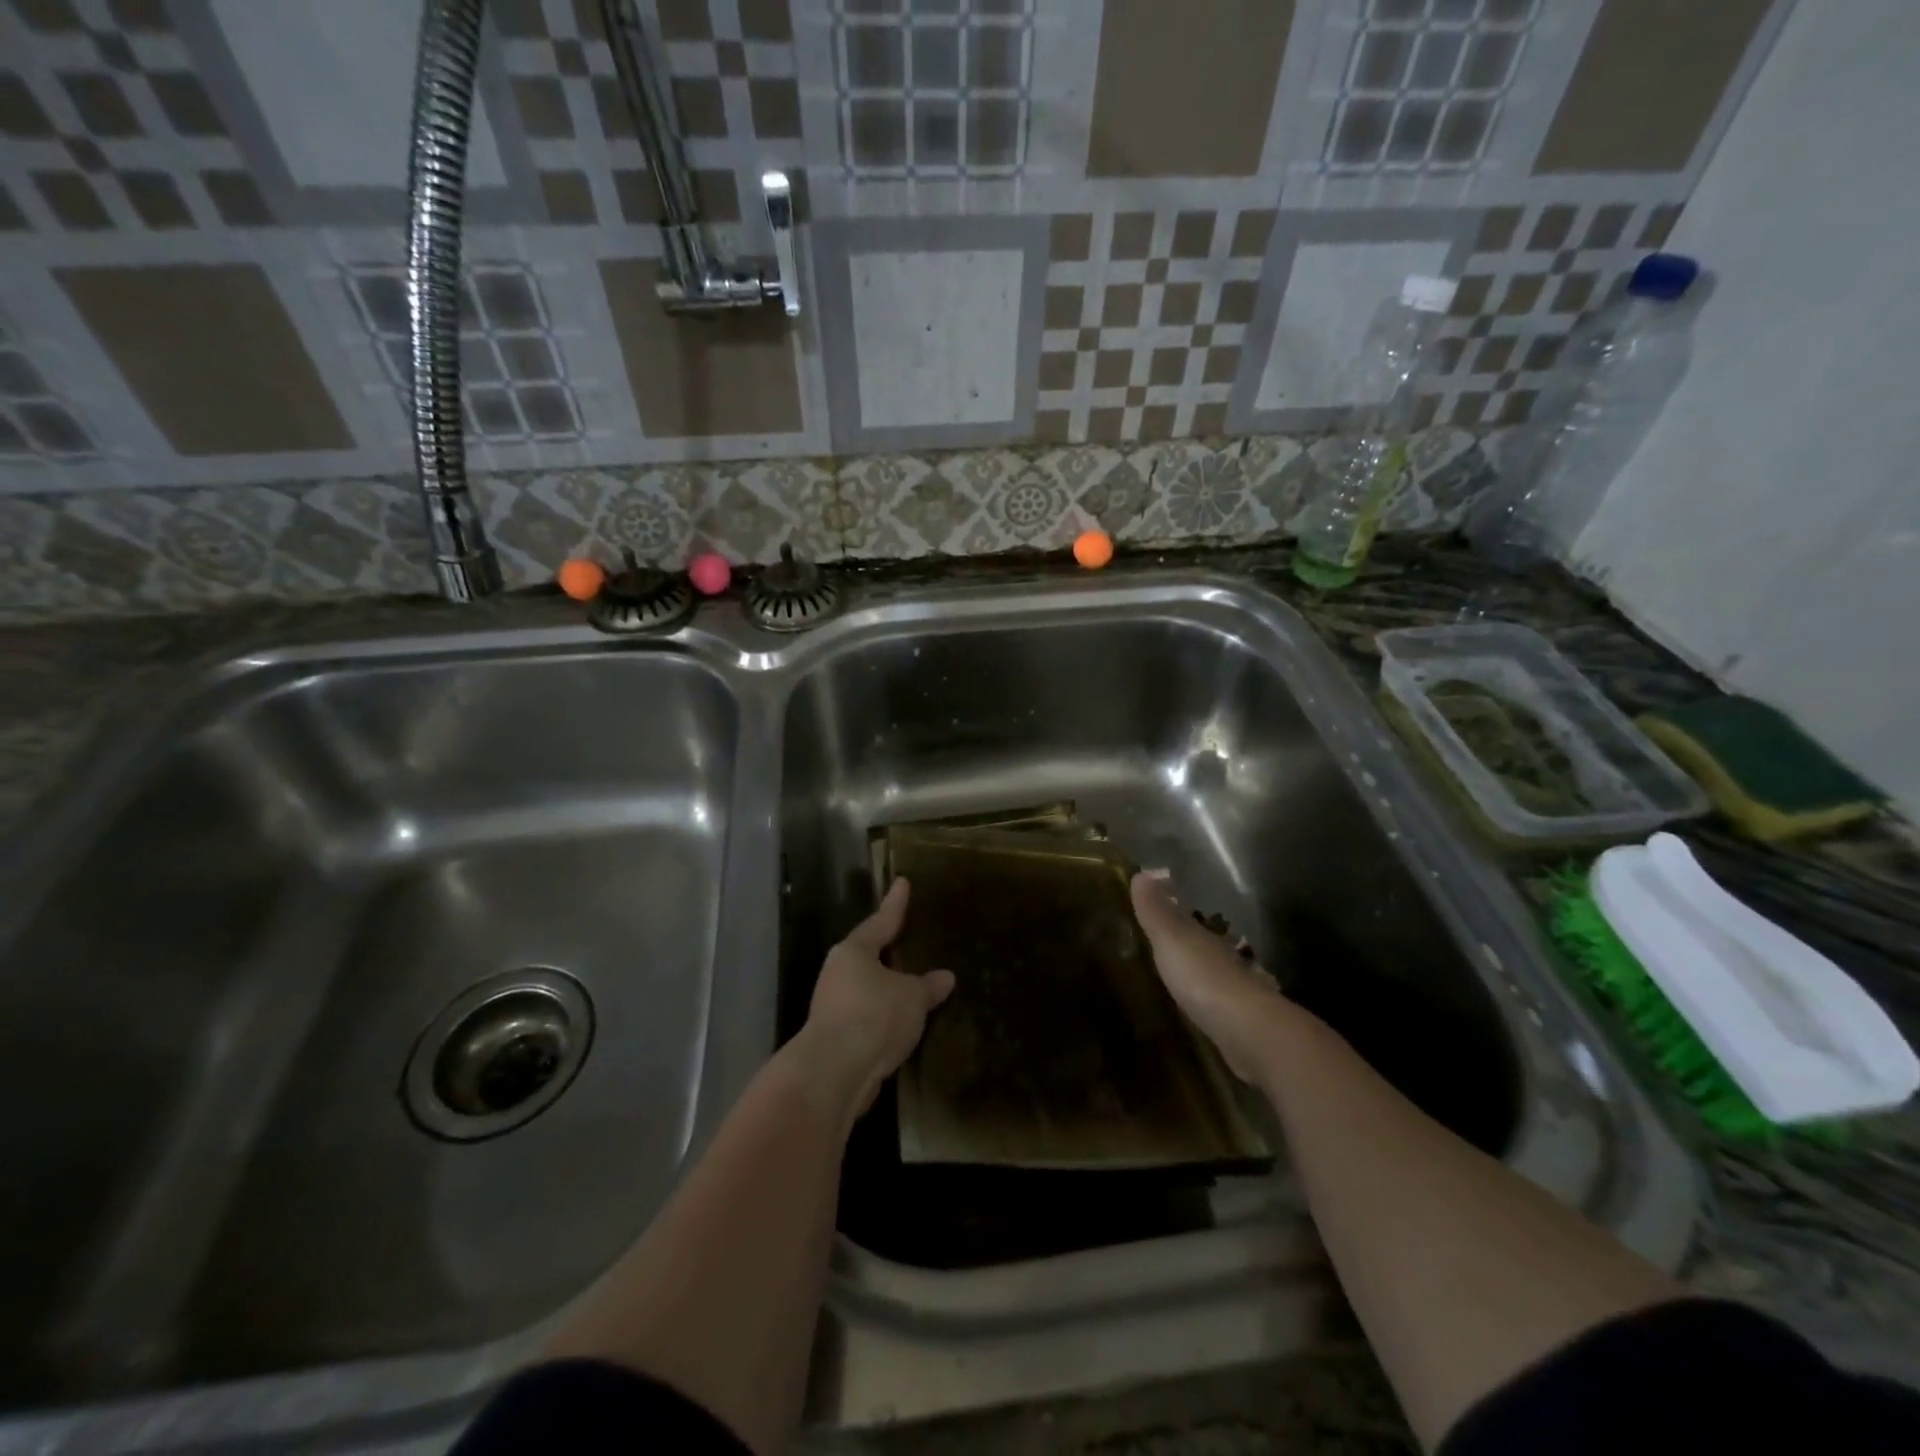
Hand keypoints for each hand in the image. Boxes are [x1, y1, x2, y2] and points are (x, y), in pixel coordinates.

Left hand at [798, 879, 954, 1116]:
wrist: (834, 1073)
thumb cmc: (874, 1016)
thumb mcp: (912, 998)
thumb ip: (928, 986)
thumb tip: (946, 977)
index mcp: (854, 951)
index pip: (881, 921)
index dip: (896, 903)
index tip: (902, 882)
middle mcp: (838, 973)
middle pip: (868, 955)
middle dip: (888, 950)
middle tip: (908, 939)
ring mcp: (833, 1007)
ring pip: (866, 989)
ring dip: (886, 989)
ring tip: (912, 987)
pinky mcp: (835, 1038)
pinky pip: (867, 1018)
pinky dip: (883, 1017)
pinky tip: (901, 1025)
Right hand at [1131, 871, 1290, 1082]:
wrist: (1249, 1033)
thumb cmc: (1204, 978)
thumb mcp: (1172, 939)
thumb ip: (1157, 910)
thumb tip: (1143, 871)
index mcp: (1207, 938)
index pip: (1190, 919)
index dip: (1174, 912)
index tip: (1160, 907)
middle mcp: (1225, 960)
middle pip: (1205, 946)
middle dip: (1191, 944)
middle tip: (1166, 945)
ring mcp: (1237, 994)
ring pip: (1216, 976)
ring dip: (1201, 975)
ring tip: (1179, 979)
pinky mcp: (1240, 1026)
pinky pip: (1219, 1006)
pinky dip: (1210, 1004)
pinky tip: (1200, 1012)